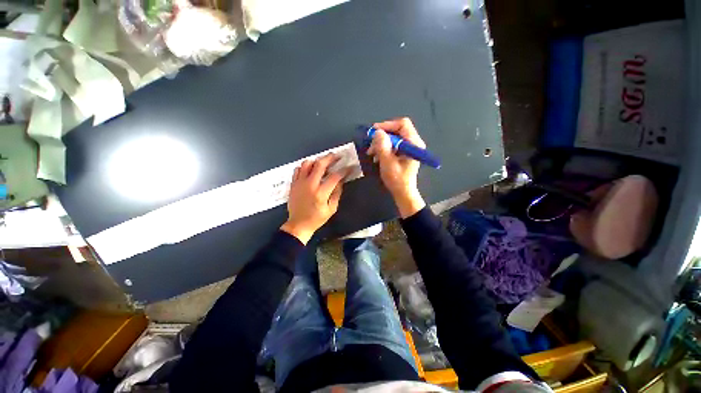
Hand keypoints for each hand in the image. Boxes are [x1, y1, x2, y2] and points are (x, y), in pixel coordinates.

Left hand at [281, 153, 346, 243]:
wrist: (298, 224)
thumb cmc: (317, 218)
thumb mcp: (331, 209)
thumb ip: (336, 193)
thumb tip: (340, 181)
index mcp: (321, 193)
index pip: (335, 177)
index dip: (344, 170)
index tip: (350, 167)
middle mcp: (309, 185)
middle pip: (320, 164)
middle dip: (330, 158)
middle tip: (337, 156)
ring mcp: (299, 183)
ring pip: (307, 164)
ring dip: (317, 161)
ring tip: (323, 163)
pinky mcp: (293, 184)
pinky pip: (298, 169)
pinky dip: (305, 166)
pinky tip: (311, 170)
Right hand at [367, 117, 426, 217]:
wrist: (403, 192)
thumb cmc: (397, 180)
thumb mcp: (387, 162)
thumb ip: (382, 146)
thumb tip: (377, 132)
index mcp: (413, 143)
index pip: (403, 124)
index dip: (387, 125)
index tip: (374, 132)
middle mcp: (414, 143)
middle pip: (397, 130)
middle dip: (382, 136)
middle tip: (371, 145)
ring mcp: (409, 148)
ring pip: (394, 137)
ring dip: (381, 143)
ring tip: (372, 153)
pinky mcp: (405, 153)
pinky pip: (394, 145)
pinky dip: (384, 148)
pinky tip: (377, 156)